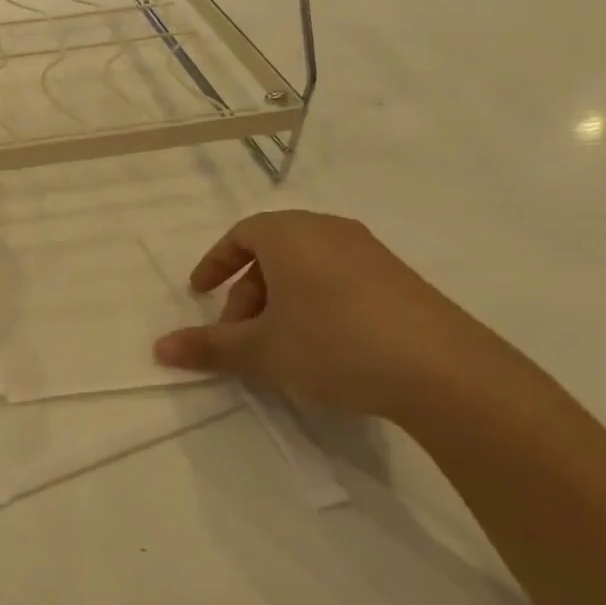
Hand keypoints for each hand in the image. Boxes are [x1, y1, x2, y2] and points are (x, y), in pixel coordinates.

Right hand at [153, 210, 520, 421]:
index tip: (199, 293)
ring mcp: (371, 254)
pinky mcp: (402, 281)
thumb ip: (208, 346)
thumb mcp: (260, 350)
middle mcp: (329, 232)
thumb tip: (159, 349)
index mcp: (290, 235)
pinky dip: (316, 304)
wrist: (446, 372)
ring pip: (307, 267)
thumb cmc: (333, 344)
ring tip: (279, 344)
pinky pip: (340, 280)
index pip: (241, 234)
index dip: (215, 263)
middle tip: (238, 333)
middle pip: (272, 251)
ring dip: (280, 300)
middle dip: (246, 291)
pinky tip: (323, 347)